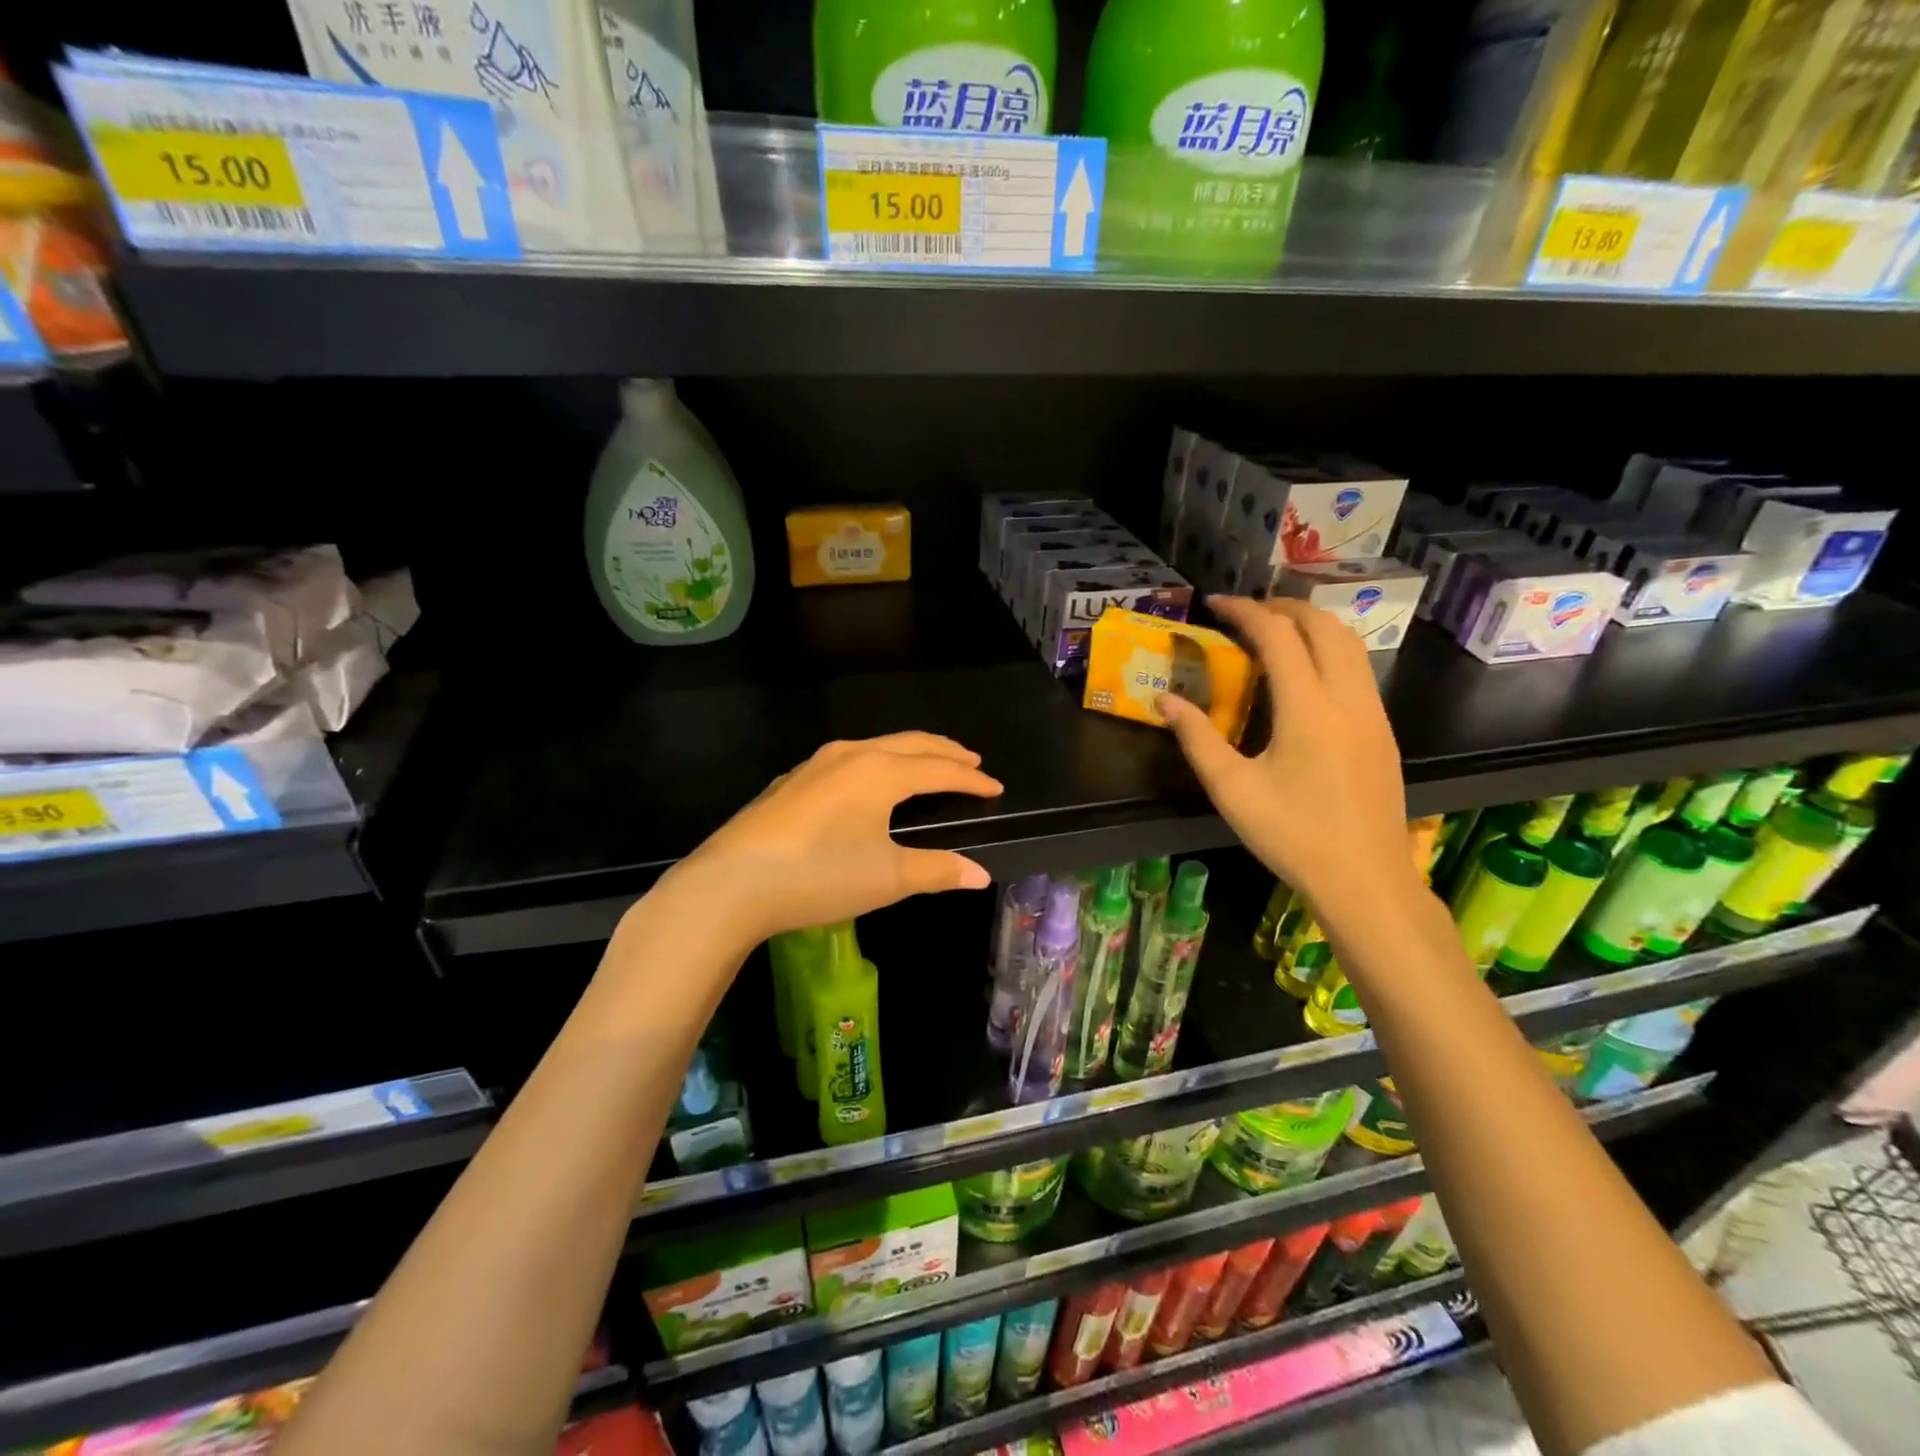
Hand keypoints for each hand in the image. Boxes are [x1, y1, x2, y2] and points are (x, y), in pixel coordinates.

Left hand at [669, 732, 1002, 944]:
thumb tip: (980, 874)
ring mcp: (815, 765)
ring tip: (927, 764)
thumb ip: (937, 870)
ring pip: (876, 747)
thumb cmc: (819, 875)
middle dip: (944, 752)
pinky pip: (848, 760)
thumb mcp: (887, 877)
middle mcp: (850, 756)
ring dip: (909, 753)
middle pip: (910, 744)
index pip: (939, 769)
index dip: (971, 779)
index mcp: (880, 772)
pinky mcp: (791, 782)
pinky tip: (867, 782)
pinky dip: (876, 763)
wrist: (730, 883)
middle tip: (972, 761)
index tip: (995, 787)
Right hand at [1160, 597, 1418, 919]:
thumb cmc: (1292, 836)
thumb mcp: (1231, 790)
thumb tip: (1164, 702)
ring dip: (1311, 625)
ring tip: (1273, 633)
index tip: (1214, 604)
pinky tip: (1303, 675)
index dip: (1244, 611)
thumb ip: (1197, 739)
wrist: (1365, 879)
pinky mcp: (1383, 730)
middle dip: (1283, 607)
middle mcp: (1348, 698)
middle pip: (1323, 625)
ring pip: (1349, 644)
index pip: (1278, 635)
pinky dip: (1328, 651)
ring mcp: (1373, 713)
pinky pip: (1358, 669)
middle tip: (1244, 613)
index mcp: (1309, 709)